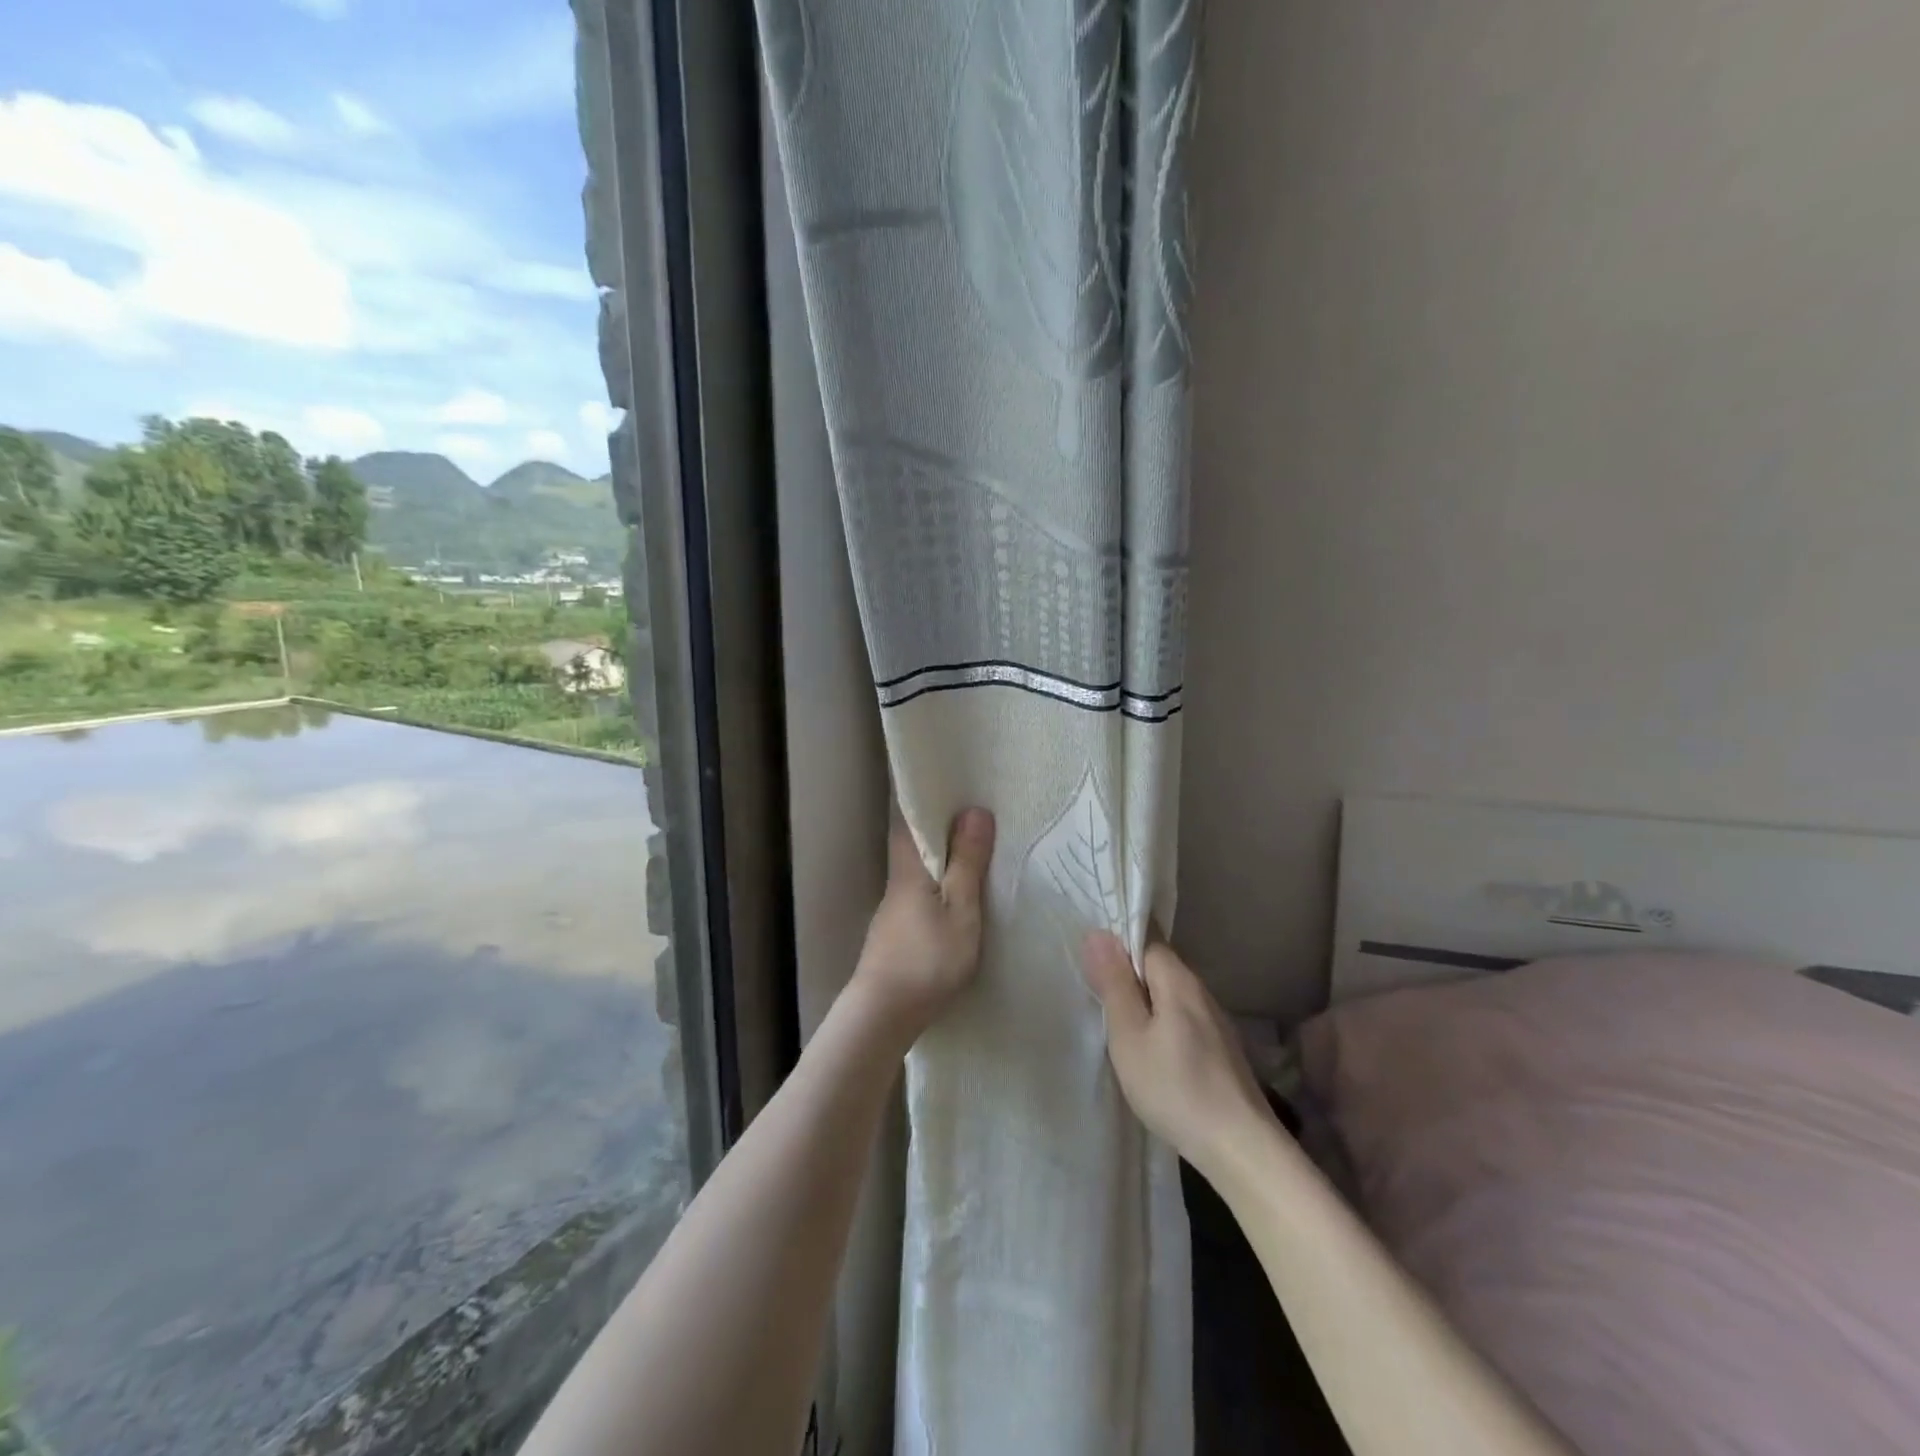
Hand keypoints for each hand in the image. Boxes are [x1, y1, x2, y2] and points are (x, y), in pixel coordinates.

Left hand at [852, 808, 995, 1043]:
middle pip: (912, 843)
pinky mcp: (896, 932)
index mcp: (909, 867)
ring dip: (939, 857)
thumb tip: (974, 810)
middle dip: (937, 827)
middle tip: (972, 814)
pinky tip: (953, 893)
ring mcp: (893, 909)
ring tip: (971, 849)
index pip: (909, 820)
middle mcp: (897, 881)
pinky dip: (936, 883)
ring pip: (916, 869)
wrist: (884, 1013)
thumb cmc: (927, 957)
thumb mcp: (960, 909)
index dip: (926, 802)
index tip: (951, 786)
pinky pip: (919, 892)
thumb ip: (967, 863)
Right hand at [1082, 932, 1275, 1176]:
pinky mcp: (1222, 1050)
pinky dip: (1162, 1023)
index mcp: (1179, 980)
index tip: (1093, 965)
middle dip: (1129, 975)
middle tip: (1097, 997)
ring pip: (1171, 995)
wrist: (1241, 1148)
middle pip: (1159, 967)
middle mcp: (1201, 992)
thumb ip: (1114, 985)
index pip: (1146, 939)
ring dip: (1145, 1002)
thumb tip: (1098, 934)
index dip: (1118, 945)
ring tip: (1118, 1025)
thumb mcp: (1129, 1036)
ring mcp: (1216, 1022)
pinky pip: (1183, 1018)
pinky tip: (1151, 1051)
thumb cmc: (1175, 1088)